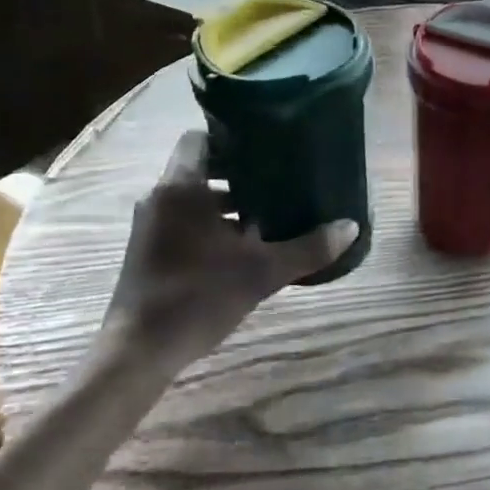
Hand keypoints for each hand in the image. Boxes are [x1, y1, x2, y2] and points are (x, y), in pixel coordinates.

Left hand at [98, 130, 357, 370]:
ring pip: (192, 198)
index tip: (265, 145)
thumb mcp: (261, 272)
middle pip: (201, 168)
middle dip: (239, 174)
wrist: (138, 352)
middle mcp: (160, 197)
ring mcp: (149, 225)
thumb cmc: (197, 297)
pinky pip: (182, 220)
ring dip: (226, 203)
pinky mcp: (147, 250)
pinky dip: (209, 224)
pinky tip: (241, 247)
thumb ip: (307, 248)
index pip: (200, 137)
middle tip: (278, 179)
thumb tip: (350, 227)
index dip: (231, 137)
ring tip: (267, 214)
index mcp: (181, 187)